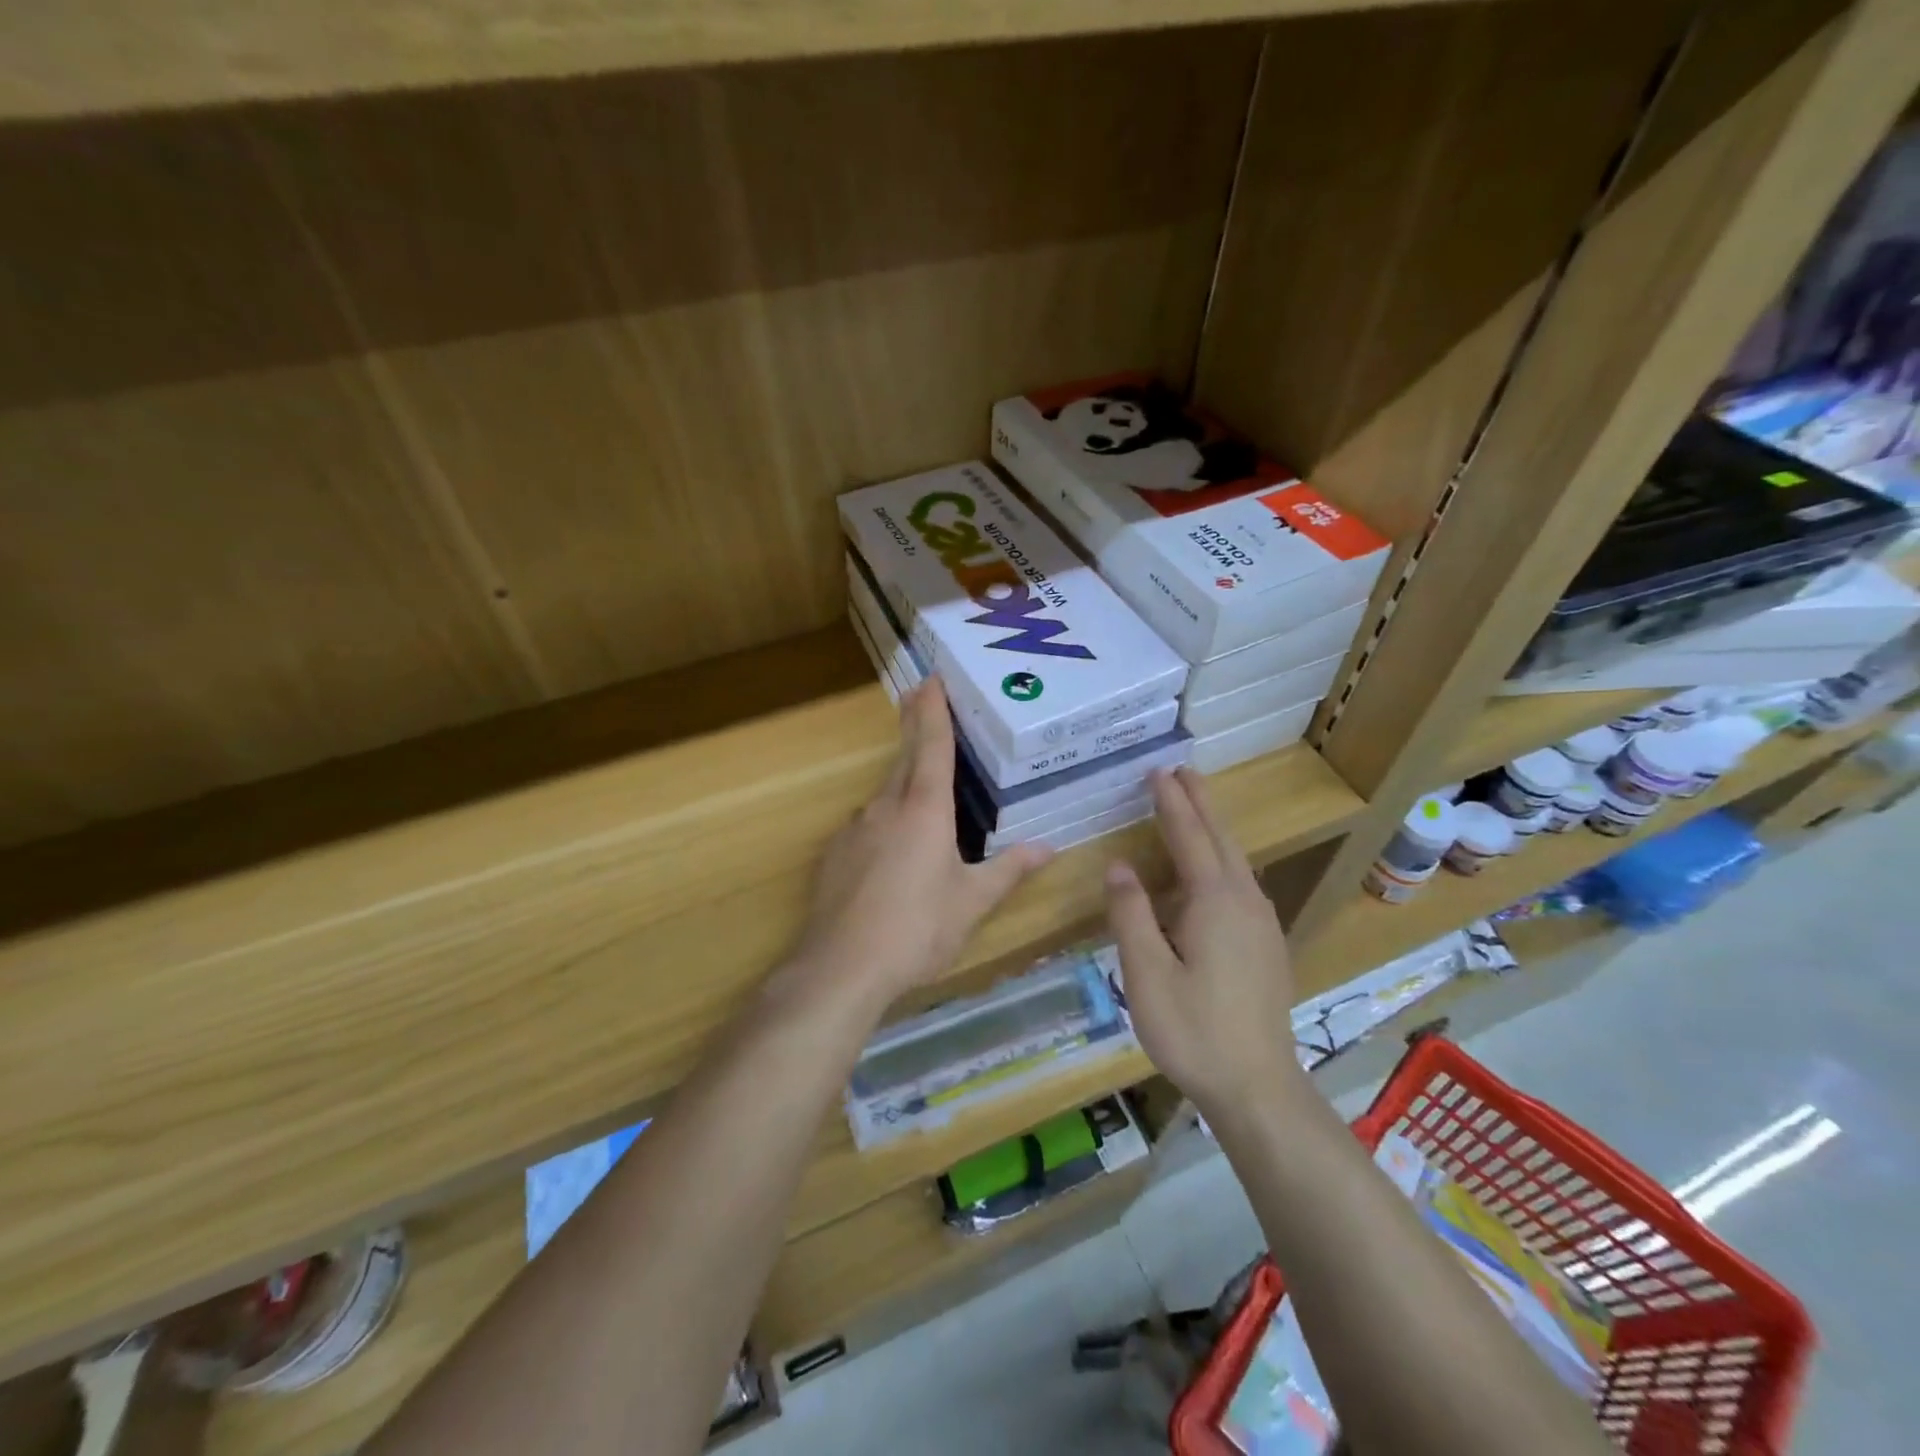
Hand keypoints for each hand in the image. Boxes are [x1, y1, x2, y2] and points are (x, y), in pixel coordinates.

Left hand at [793, 677, 1049, 1005]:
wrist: (842, 966)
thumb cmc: (918, 929)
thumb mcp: (971, 903)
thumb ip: (1008, 871)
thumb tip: (1048, 848)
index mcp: (925, 810)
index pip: (932, 746)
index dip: (933, 710)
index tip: (931, 679)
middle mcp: (886, 808)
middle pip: (904, 759)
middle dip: (913, 728)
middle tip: (920, 700)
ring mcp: (855, 829)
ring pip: (884, 795)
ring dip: (901, 781)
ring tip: (920, 790)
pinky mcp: (835, 854)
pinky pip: (866, 826)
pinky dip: (883, 823)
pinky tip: (890, 852)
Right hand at [1104, 767, 1299, 1115]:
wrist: (1258, 1087)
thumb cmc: (1194, 1030)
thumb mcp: (1146, 973)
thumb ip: (1131, 914)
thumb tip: (1119, 865)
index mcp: (1214, 901)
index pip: (1189, 836)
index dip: (1171, 802)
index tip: (1157, 770)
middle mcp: (1245, 902)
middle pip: (1221, 839)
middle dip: (1200, 803)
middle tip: (1181, 772)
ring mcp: (1262, 924)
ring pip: (1237, 861)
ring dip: (1213, 829)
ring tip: (1193, 809)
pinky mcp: (1267, 946)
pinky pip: (1242, 884)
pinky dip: (1223, 859)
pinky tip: (1213, 873)